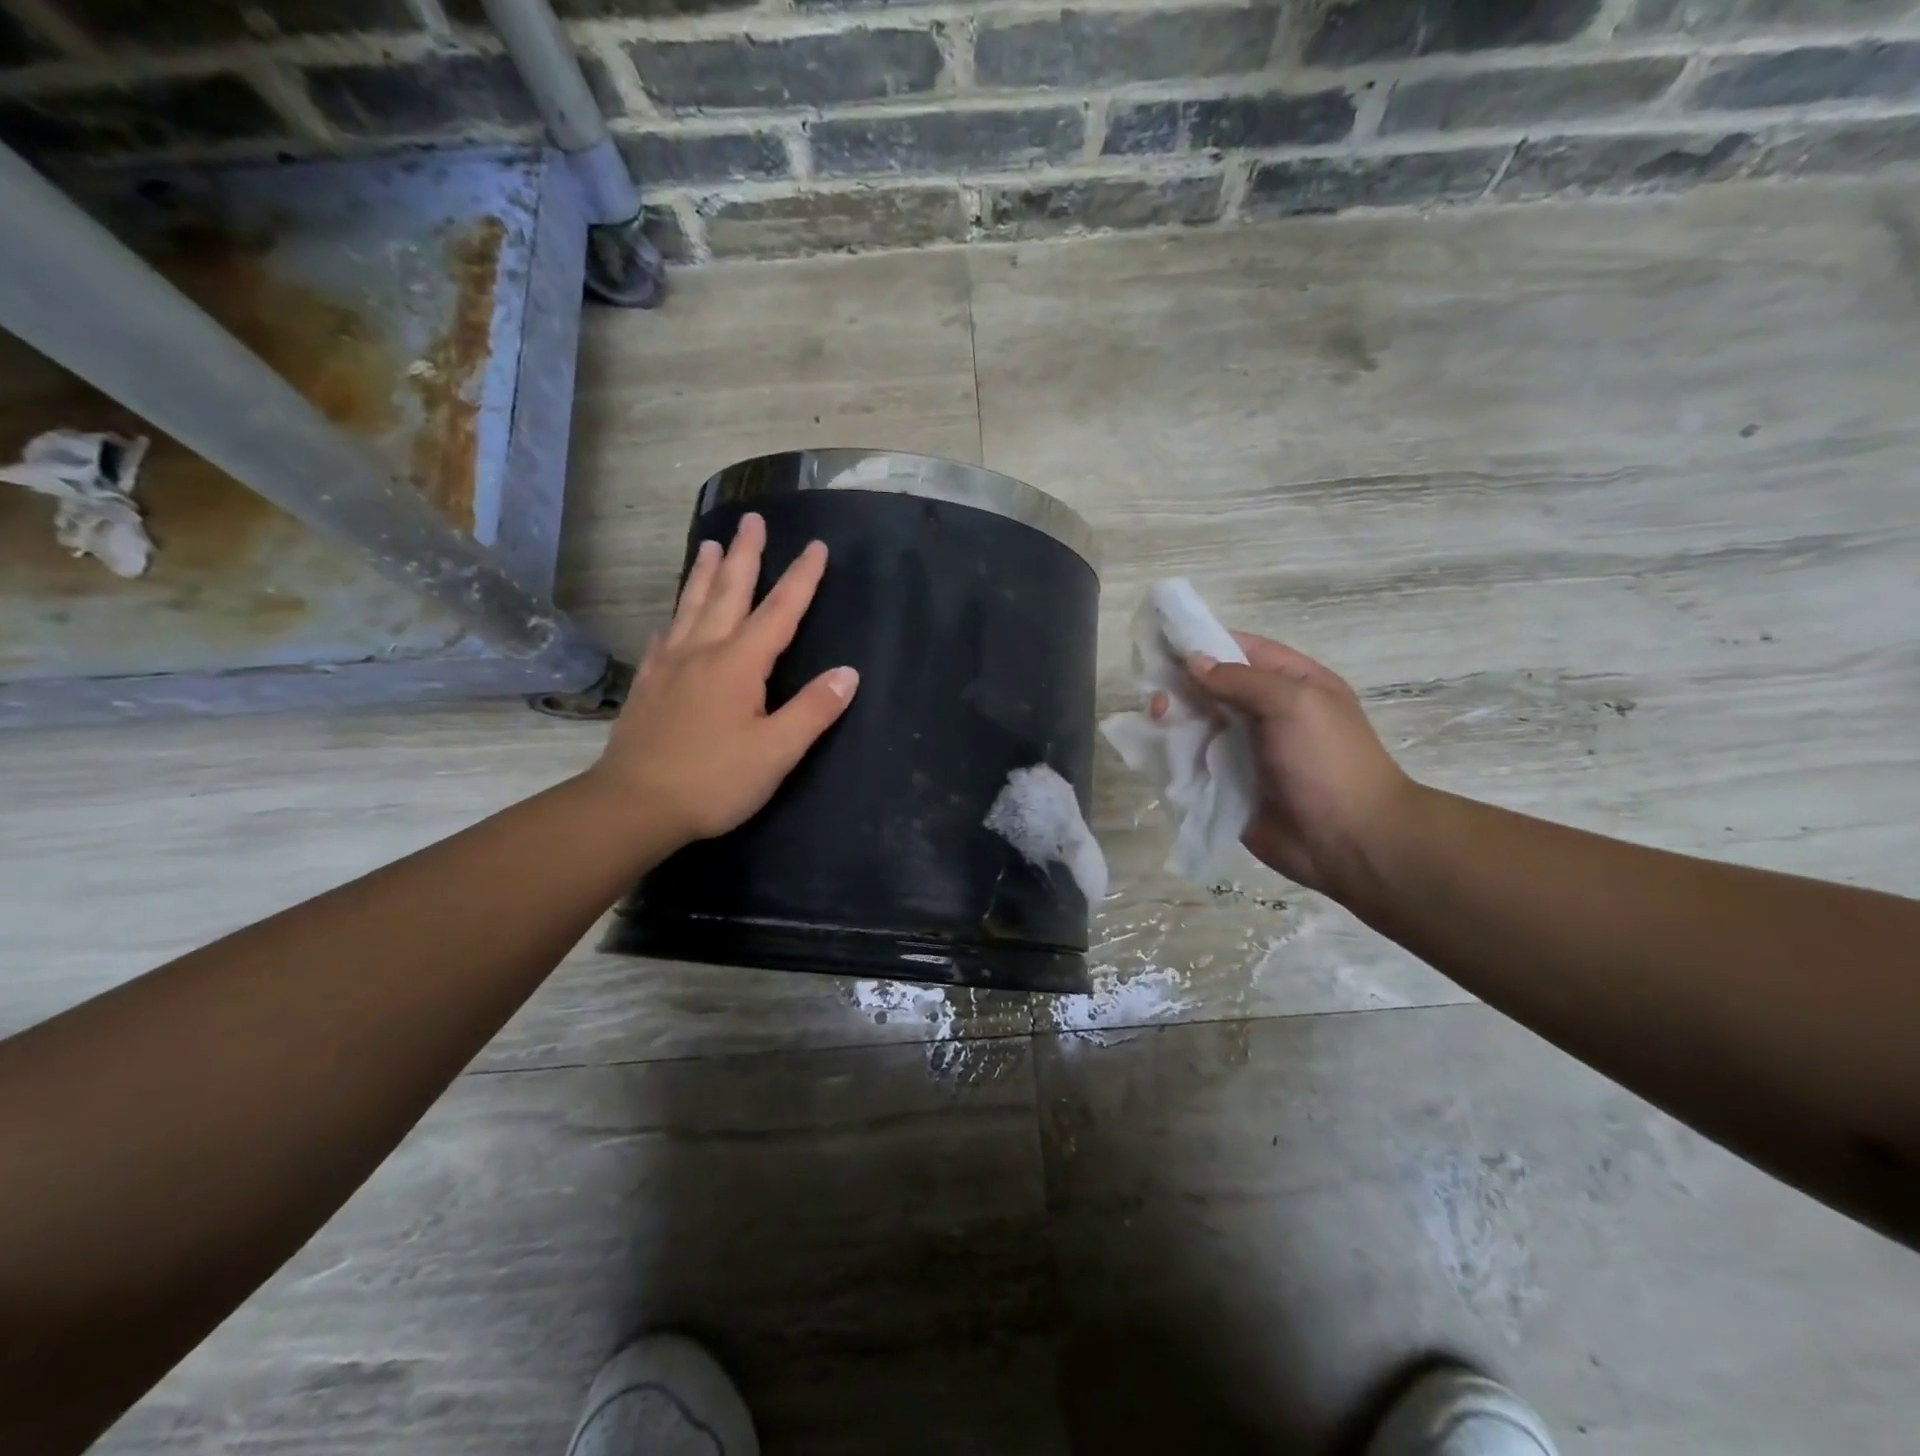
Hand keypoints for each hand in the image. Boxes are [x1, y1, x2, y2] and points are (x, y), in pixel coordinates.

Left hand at [590, 512, 858, 844]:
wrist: (634, 805)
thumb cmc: (714, 781)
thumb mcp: (776, 752)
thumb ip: (813, 710)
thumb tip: (848, 673)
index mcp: (739, 664)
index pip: (779, 611)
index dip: (801, 578)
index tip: (817, 546)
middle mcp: (703, 652)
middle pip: (728, 593)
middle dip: (744, 556)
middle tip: (751, 520)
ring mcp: (670, 666)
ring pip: (690, 607)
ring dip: (703, 573)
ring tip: (709, 544)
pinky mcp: (648, 686)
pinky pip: (664, 639)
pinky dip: (674, 619)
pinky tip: (671, 619)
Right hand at [1181, 632, 1414, 896]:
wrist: (1347, 841)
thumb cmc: (1327, 761)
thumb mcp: (1293, 703)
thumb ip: (1240, 678)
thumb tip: (1192, 661)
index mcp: (1291, 683)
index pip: (1240, 650)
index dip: (1202, 643)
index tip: (1161, 643)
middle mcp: (1264, 712)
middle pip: (1212, 687)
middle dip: (1182, 685)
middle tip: (1157, 694)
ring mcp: (1244, 750)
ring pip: (1197, 724)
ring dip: (1174, 719)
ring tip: (1156, 720)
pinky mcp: (1226, 784)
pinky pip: (1193, 762)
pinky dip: (1173, 754)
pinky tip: (1156, 749)